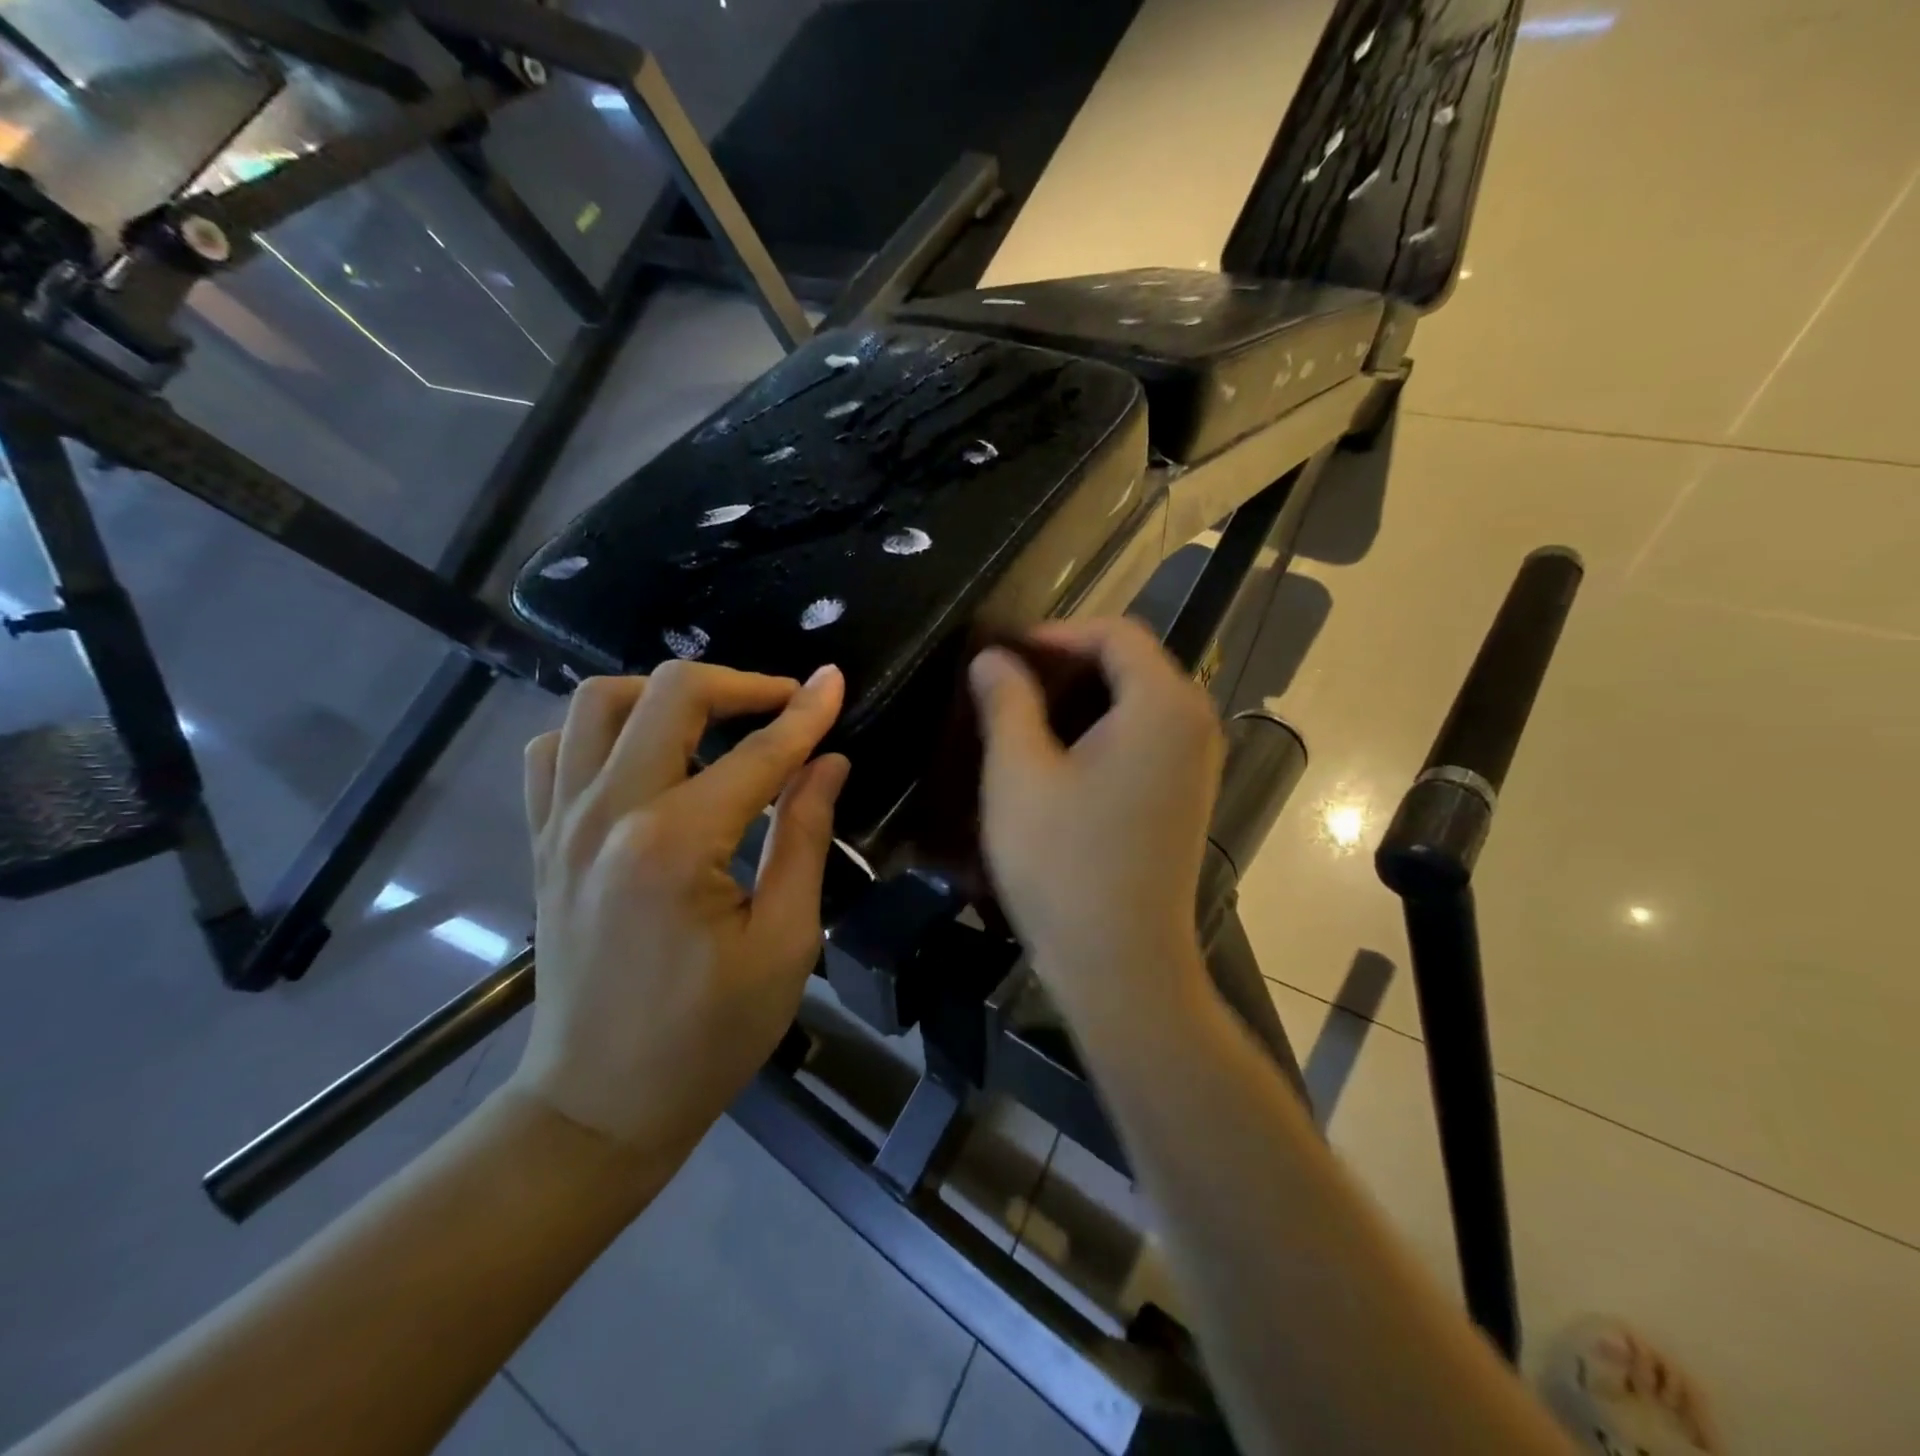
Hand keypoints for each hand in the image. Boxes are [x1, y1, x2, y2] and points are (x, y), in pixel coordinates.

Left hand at [514, 662, 849, 1150]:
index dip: (805, 713)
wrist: (599, 1103)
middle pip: (668, 694)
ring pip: (598, 702)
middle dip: (740, 684)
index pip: (757, 752)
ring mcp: (561, 823)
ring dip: (664, 694)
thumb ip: (804, 838)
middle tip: (785, 705)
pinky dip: (601, 729)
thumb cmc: (708, 1037)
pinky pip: (554, 748)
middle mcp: (607, 814)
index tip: (835, 681)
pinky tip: (643, 754)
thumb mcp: (784, 943)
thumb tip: (829, 762)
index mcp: (675, 844)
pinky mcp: (542, 840)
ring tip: (715, 721)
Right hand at [969, 618, 1221, 1016]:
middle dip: (1069, 663)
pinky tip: (1061, 757)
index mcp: (1163, 704)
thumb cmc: (1064, 863)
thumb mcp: (1019, 773)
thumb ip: (1006, 701)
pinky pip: (1147, 737)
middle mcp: (1195, 723)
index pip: (1115, 632)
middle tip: (1010, 684)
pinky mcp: (1187, 796)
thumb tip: (993, 658)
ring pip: (1139, 701)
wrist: (1121, 964)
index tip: (1005, 656)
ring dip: (1085, 697)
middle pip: (1133, 662)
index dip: (1056, 634)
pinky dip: (1105, 729)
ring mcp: (1198, 763)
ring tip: (1026, 716)